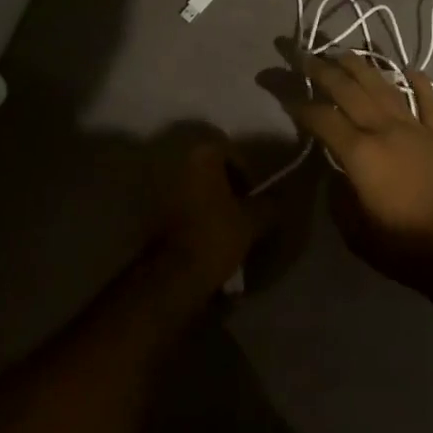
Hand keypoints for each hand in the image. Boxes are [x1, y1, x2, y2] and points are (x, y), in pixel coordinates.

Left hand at [151, 139, 270, 300]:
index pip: (234, 155)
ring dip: (213, 205)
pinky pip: (184, 210)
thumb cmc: (215, 236)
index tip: (256, 198)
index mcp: (204, 156)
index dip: (249, 176)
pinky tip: (209, 240)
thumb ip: (268, 205)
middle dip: (230, 190)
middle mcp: (181, 165)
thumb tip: (277, 200)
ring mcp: (164, 190)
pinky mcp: (155, 215)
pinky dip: (198, 219)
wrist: (171, 276)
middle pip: (214, 172)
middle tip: (245, 213)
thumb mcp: (252, 221)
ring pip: (198, 192)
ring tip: (228, 230)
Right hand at [286, 51, 432, 282]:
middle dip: (324, 72)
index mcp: (360, 153)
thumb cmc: (406, 245)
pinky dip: (422, 84)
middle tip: (307, 56)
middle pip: (350, 91)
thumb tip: (334, 174)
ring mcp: (417, 127)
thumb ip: (340, 198)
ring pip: (385, 88)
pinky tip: (412, 70)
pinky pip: (431, 102)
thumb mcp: (357, 232)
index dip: (301, 106)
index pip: (323, 120)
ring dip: (364, 68)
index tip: (286, 95)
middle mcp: (385, 129)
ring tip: (346, 53)